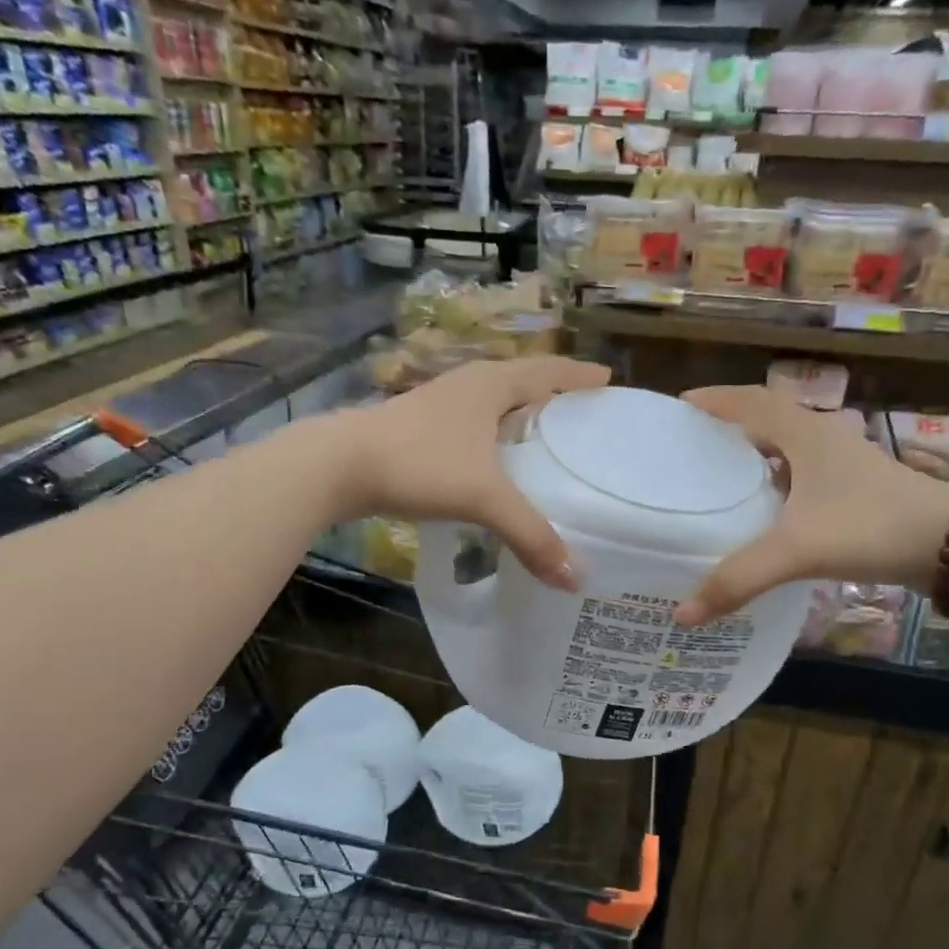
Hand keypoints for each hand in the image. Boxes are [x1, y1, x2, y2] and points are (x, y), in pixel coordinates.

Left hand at [333, 356, 610, 588]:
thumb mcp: (482, 497)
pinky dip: (494, 438)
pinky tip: (495, 464)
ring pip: (494, 404)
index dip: (580, 377)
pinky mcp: (419, 427)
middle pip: (523, 382)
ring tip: (546, 442)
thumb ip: (530, 534)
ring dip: (520, 416)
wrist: (339, 465)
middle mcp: (468, 385)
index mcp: (492, 384)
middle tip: (584, 418)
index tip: (609, 383)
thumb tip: (574, 577)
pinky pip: (472, 426)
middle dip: (554, 395)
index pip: (550, 371)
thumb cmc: (419, 463)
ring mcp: (440, 404)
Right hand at [675, 386, 948, 625]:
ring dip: (753, 452)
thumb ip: (739, 579)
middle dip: (727, 424)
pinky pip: (801, 472)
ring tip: (716, 474)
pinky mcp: (853, 488)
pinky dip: (775, 480)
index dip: (713, 400)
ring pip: (785, 446)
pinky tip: (762, 509)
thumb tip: (682, 615)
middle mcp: (822, 438)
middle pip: (766, 418)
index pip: (750, 402)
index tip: (679, 406)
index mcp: (804, 434)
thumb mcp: (798, 550)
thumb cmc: (870, 527)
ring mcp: (841, 463)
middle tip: (690, 443)